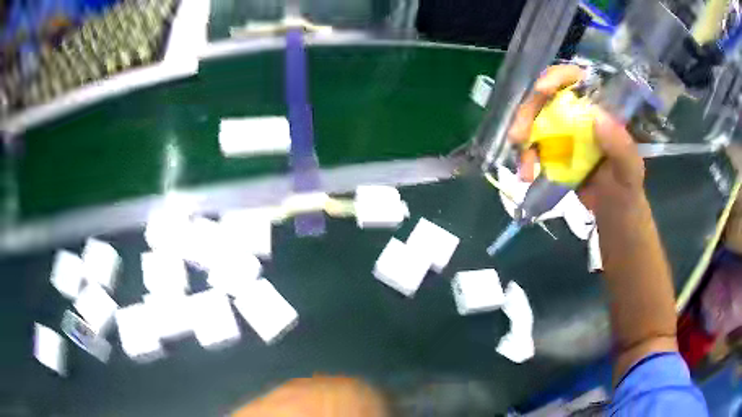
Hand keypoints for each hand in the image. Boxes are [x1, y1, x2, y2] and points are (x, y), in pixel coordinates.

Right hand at [508, 65, 645, 215]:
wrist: (614, 213)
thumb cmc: (627, 187)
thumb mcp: (630, 168)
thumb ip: (620, 145)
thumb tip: (596, 117)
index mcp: (598, 107)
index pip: (575, 80)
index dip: (556, 78)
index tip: (542, 90)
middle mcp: (578, 112)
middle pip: (546, 98)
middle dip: (528, 112)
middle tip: (518, 135)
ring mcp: (564, 130)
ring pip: (535, 120)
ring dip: (523, 138)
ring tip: (524, 168)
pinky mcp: (554, 149)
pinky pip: (533, 144)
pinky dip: (526, 156)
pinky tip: (526, 173)